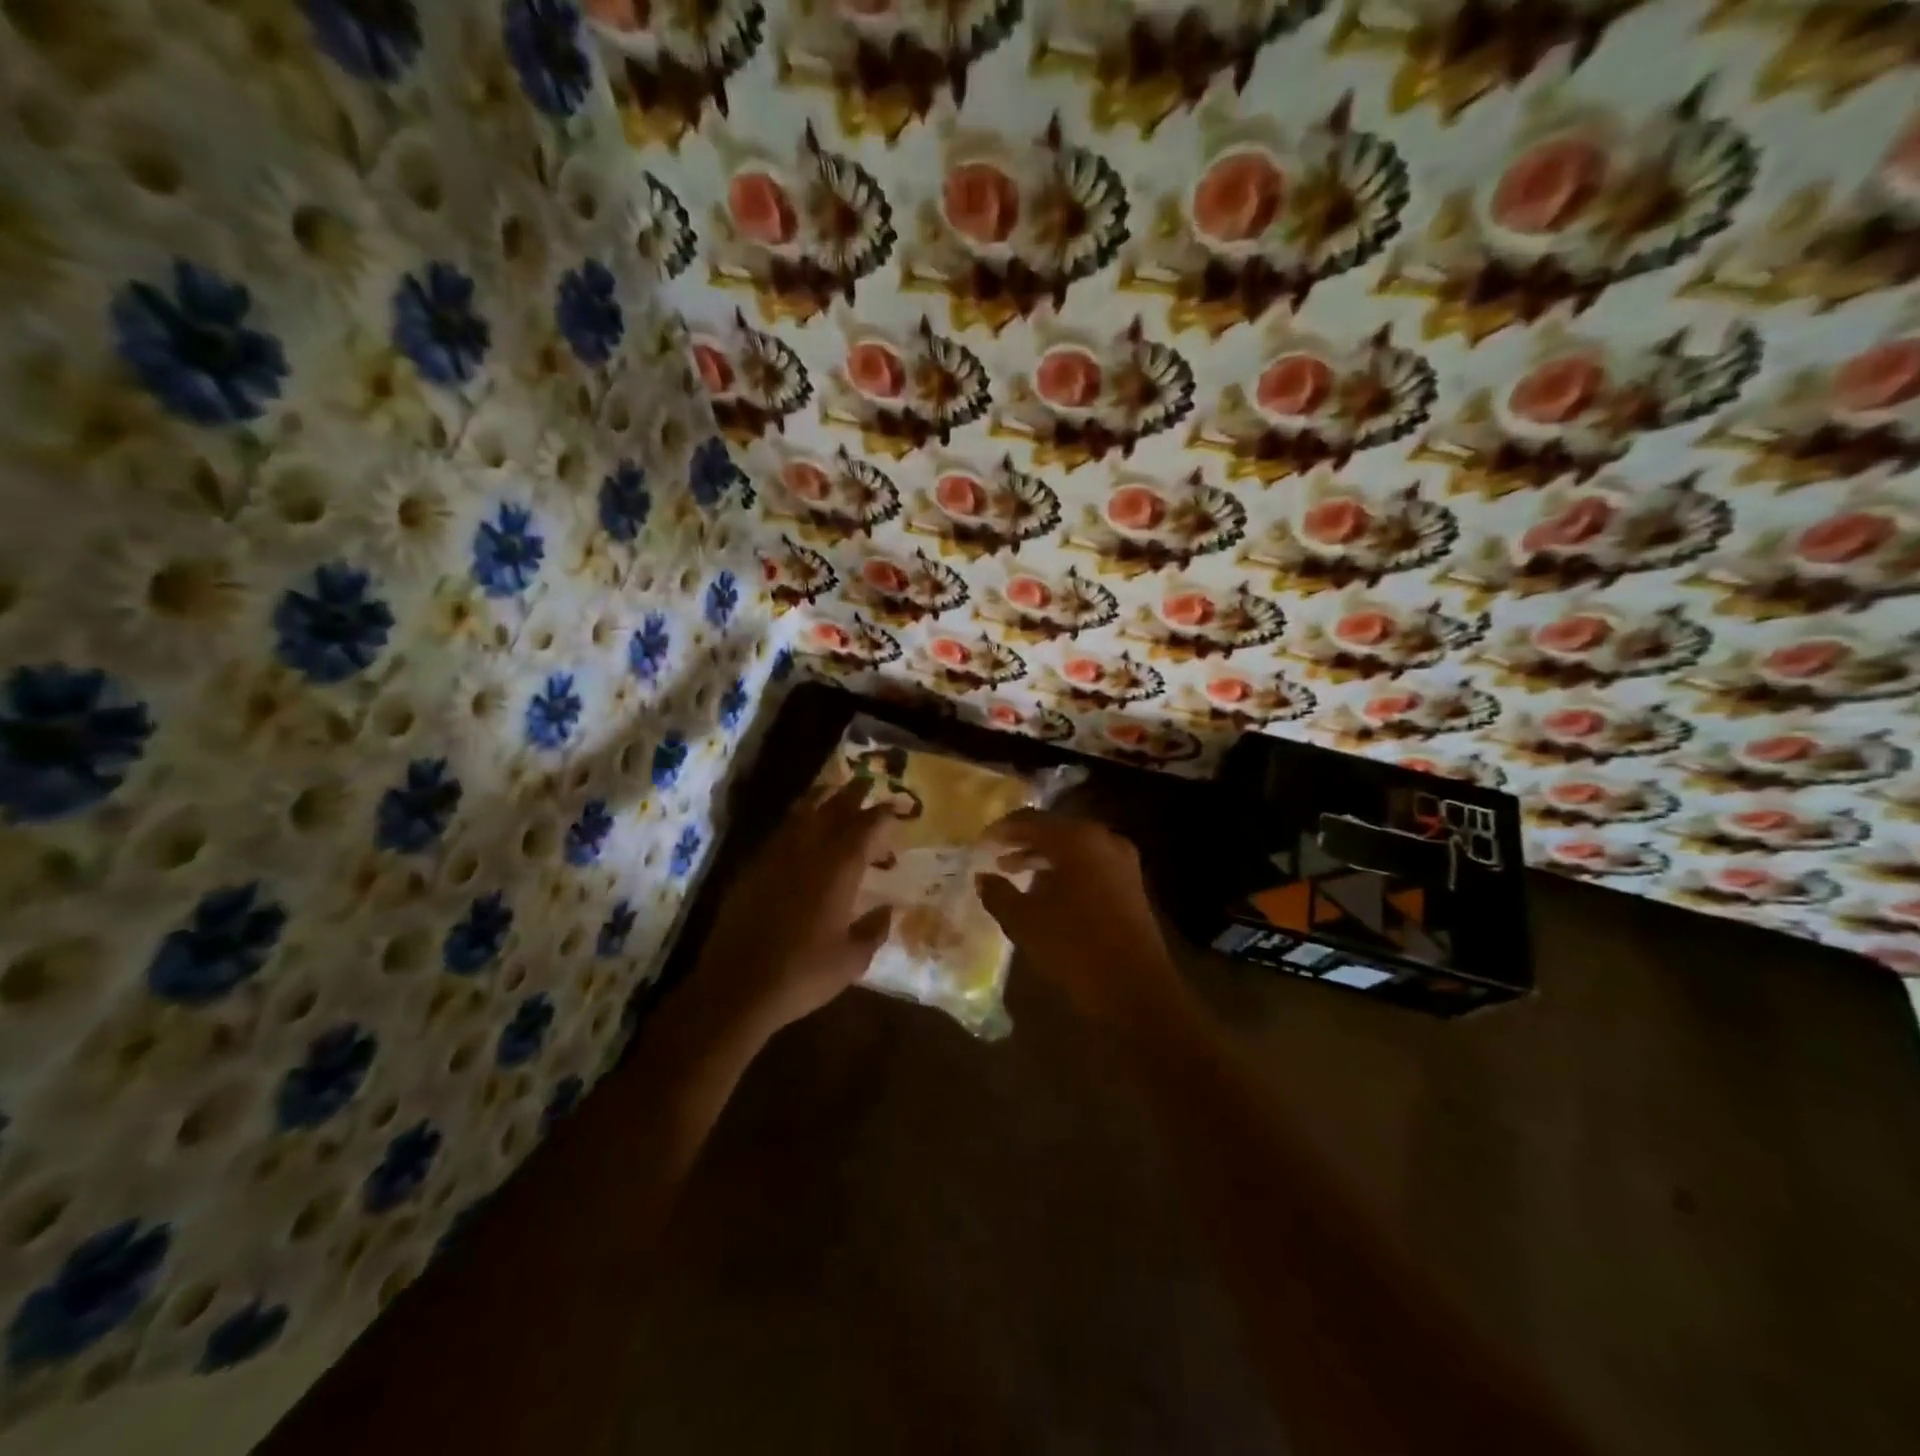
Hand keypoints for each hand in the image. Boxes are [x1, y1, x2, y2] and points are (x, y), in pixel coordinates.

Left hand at [693, 779, 892, 1041]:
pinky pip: (779, 832)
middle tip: (866, 784)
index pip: (867, 827)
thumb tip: (888, 911)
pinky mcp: (751, 867)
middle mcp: (808, 850)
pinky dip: (796, 822)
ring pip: (801, 812)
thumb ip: (874, 930)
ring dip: (821, 799)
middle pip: (833, 808)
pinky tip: (801, 832)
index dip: (883, 815)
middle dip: (853, 793)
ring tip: (832, 793)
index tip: (895, 809)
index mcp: (839, 868)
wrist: (737, 986)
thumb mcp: (852, 960)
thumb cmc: (803, 974)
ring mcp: (775, 855)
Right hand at [975, 810, 1184, 1027]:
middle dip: (1024, 841)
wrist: (1134, 986)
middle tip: (996, 852)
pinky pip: (1090, 864)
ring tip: (1013, 871)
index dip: (1003, 829)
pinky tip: (1047, 890)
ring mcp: (1122, 861)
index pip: (1031, 820)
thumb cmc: (1073, 945)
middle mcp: (1103, 840)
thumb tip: (982, 878)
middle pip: (1056, 830)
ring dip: (1043, 856)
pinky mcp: (1131, 884)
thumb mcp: (1025, 920)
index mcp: (1077, 839)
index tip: (981, 841)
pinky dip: (1065, 869)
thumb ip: (999, 894)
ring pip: (1074, 848)